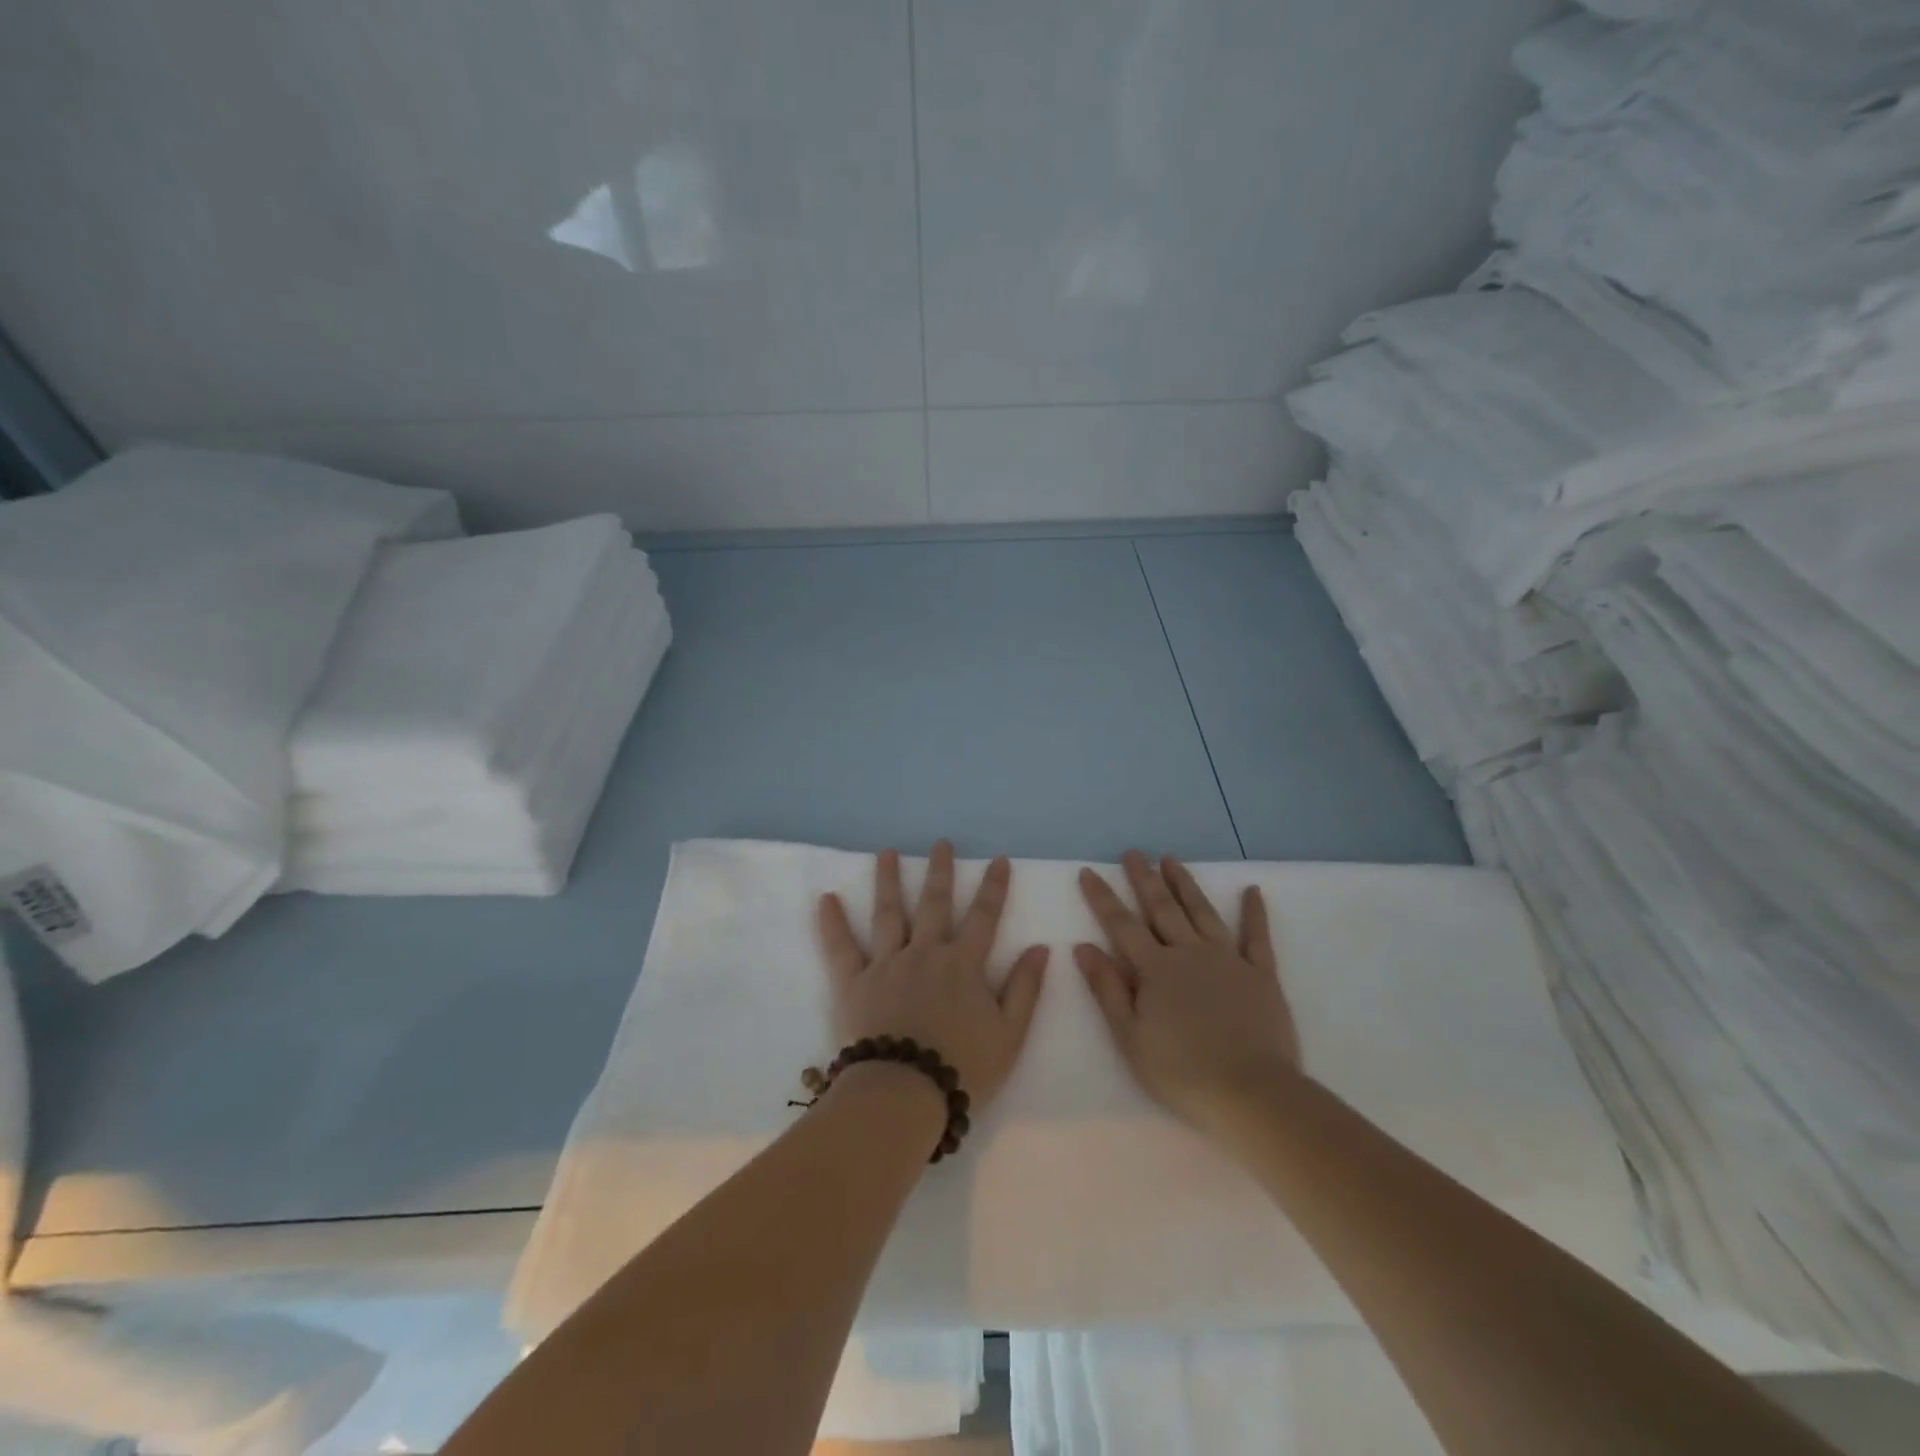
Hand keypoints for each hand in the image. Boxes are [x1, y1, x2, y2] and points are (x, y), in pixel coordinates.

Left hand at [817, 841, 1049, 1111]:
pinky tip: (826, 898)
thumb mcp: (1009, 1035)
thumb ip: (1025, 989)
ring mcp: (886, 964)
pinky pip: (840, 947)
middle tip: (940, 843)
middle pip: (934, 904)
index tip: (999, 860)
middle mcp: (925, 953)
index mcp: (962, 965)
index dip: (994, 888)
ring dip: (888, 880)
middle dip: (940, 871)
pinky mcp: (854, 982)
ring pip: (888, 913)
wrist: (903, 1095)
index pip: (984, 917)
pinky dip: (832, 922)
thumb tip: (1041, 947)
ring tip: (886, 853)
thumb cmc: (962, 1068)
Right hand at [1076, 850, 1300, 1131]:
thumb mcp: (1130, 1037)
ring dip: (1185, 884)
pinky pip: (1257, 937)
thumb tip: (1083, 947)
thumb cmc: (1182, 1072)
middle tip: (1133, 853)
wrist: (1252, 1092)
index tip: (1088, 871)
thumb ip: (1108, 989)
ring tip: (1171, 859)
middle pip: (1162, 908)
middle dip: (1144, 879)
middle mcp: (1189, 953)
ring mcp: (1228, 960)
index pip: (1121, 925)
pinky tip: (1252, 890)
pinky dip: (1254, 913)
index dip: (1102, 898)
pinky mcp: (1261, 975)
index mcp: (1155, 969)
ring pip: (1202, 912)